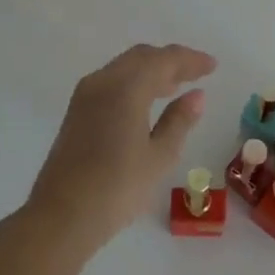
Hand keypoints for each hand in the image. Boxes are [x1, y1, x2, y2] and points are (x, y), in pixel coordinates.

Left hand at [24, 43, 216, 252]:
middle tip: (197, 73)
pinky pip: (112, 81)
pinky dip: (134, 82)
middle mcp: (104, 81)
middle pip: (142, 57)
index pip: (164, 59)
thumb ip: (179, 121)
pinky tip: (146, 102)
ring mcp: (86, 95)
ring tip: (176, 86)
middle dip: (171, 61)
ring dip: (151, 70)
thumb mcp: (159, 157)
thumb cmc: (116, 188)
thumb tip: (196, 95)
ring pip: (125, 67)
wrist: (60, 218)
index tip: (213, 66)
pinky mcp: (77, 111)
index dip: (190, 60)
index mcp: (126, 87)